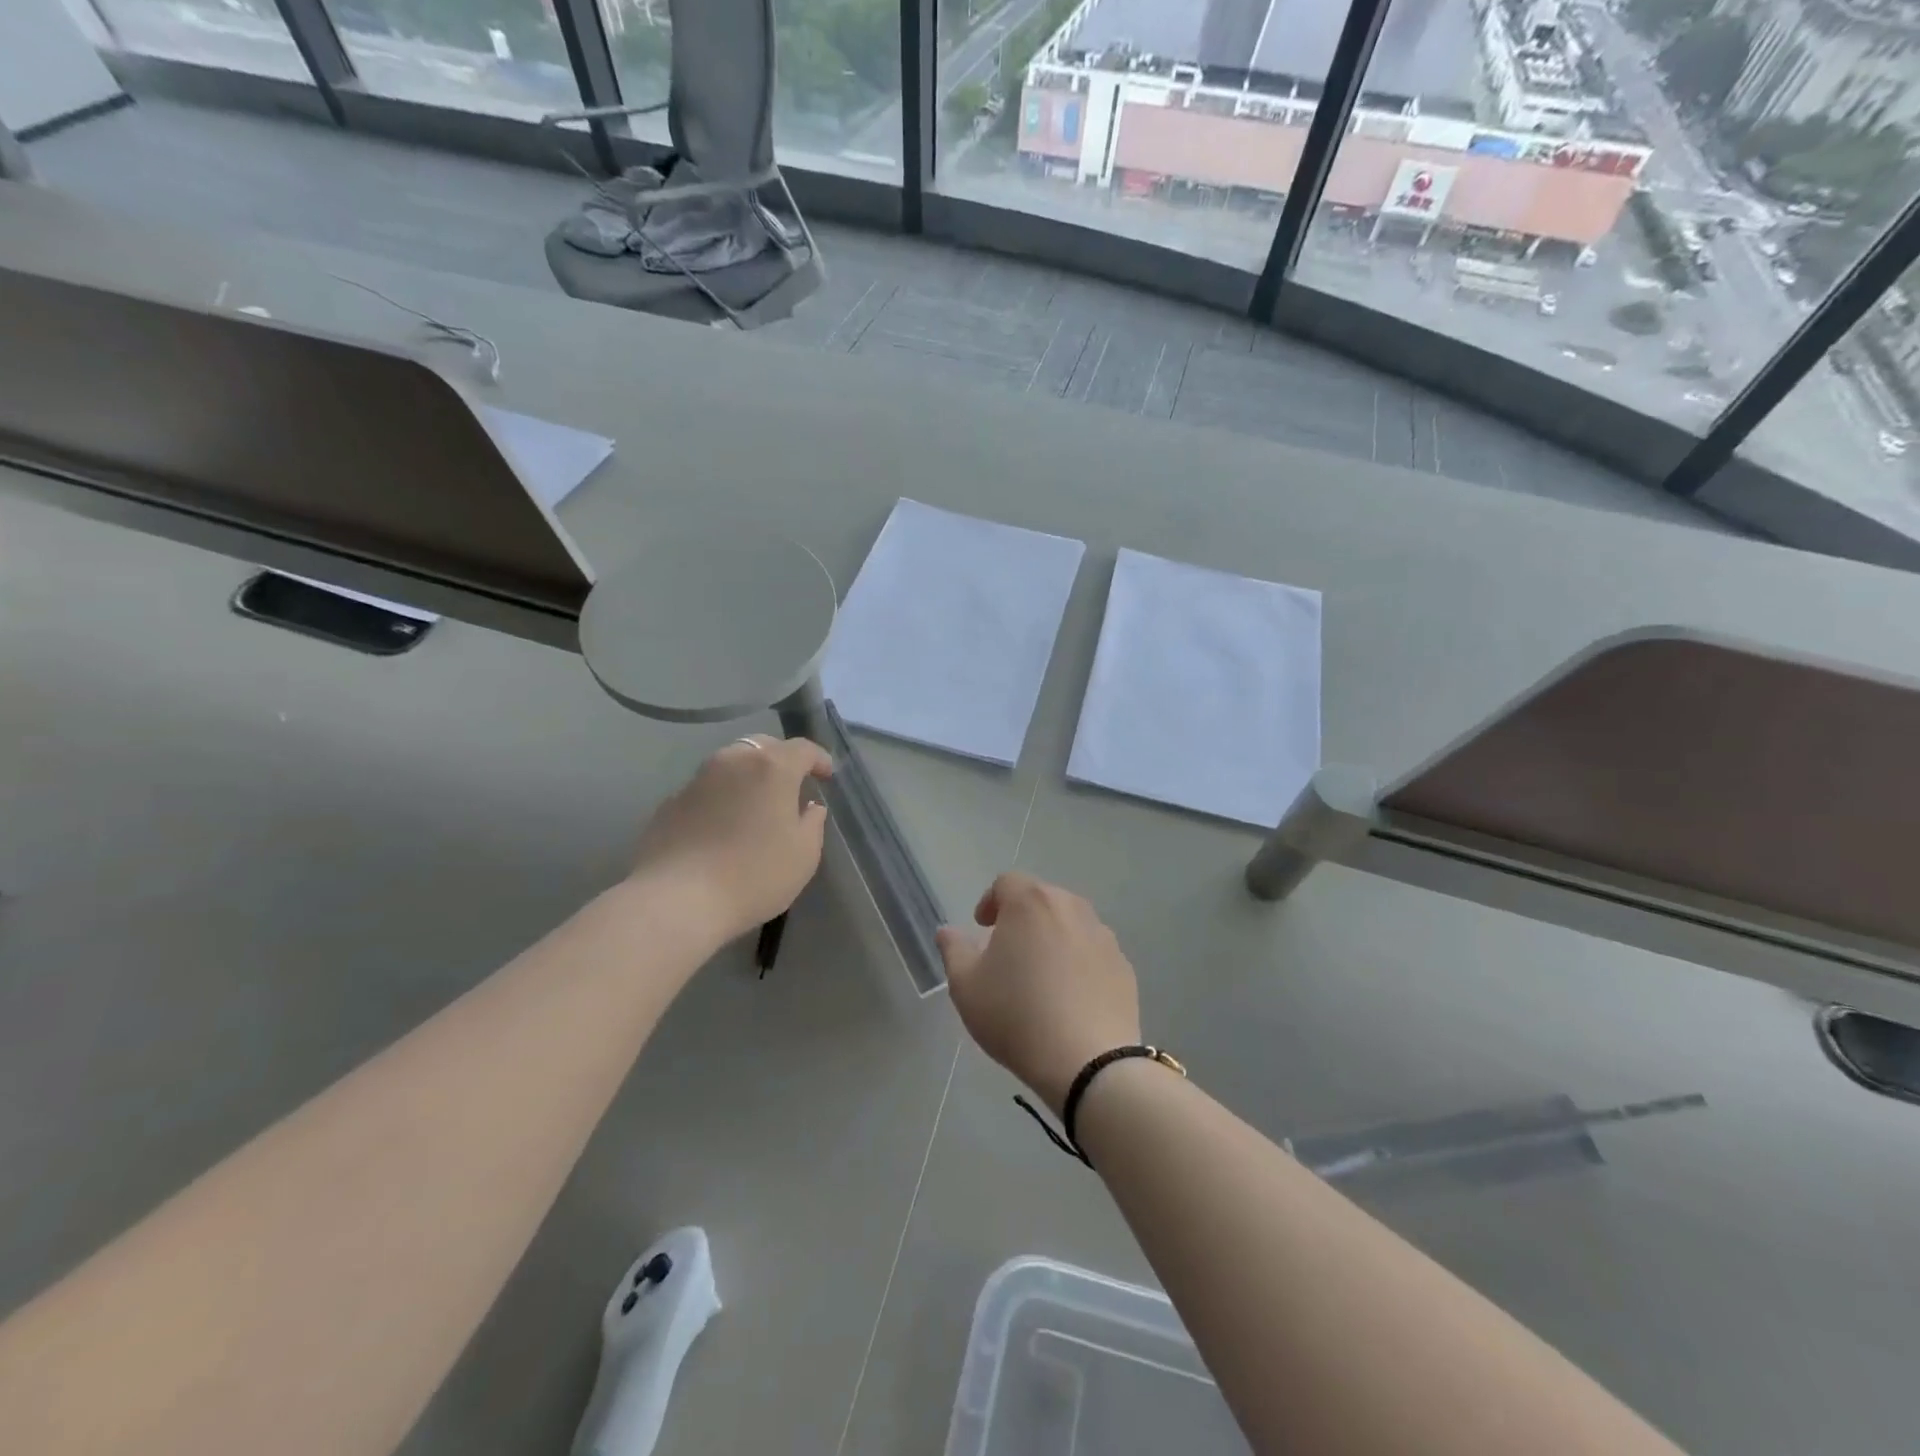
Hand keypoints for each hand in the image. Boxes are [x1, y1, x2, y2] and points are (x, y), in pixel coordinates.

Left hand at [632, 735, 833, 942]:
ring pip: (730, 764)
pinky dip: (721, 798)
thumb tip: (809, 807)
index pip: (803, 748)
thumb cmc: (754, 875)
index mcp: (771, 768)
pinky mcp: (670, 802)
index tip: (826, 776)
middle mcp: (733, 761)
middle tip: (791, 785)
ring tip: (756, 805)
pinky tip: (722, 827)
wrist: (677, 900)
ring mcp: (697, 779)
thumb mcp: (804, 855)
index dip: (819, 759)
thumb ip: (812, 823)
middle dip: (781, 760)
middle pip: (763, 747)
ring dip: (748, 777)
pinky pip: (706, 790)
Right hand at [937, 873, 1140, 1116]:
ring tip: (1040, 974)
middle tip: (1008, 951)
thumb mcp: (966, 986)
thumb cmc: (1016, 1016)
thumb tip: (947, 931)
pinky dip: (1079, 961)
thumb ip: (953, 950)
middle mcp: (1070, 907)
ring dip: (1052, 937)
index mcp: (1030, 903)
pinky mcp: (1124, 965)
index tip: (983, 928)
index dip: (990, 901)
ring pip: (1070, 923)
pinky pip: (1093, 951)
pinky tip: (1070, 996)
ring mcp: (1102, 935)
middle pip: (1041, 898)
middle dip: (1022, 917)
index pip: (1006, 882)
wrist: (1088, 1062)